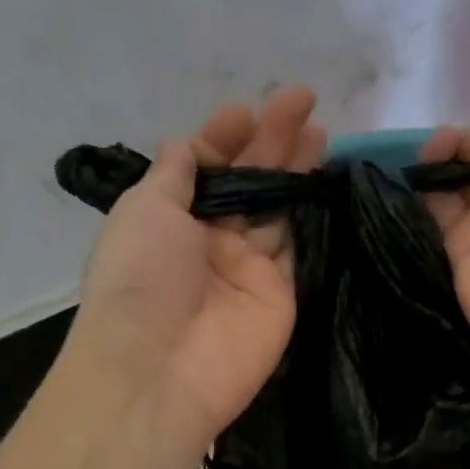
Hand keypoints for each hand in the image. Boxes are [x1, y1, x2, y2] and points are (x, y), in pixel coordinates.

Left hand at [70, 86, 325, 441]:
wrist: (161, 368)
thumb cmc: (141, 279)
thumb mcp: (144, 210)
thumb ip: (174, 175)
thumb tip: (187, 143)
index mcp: (170, 220)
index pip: (205, 170)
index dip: (225, 137)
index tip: (248, 110)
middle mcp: (210, 242)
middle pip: (247, 183)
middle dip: (272, 141)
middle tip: (304, 100)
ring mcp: (248, 271)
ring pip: (277, 210)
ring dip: (296, 172)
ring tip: (322, 132)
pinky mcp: (281, 296)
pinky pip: (299, 248)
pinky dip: (312, 217)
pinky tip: (328, 183)